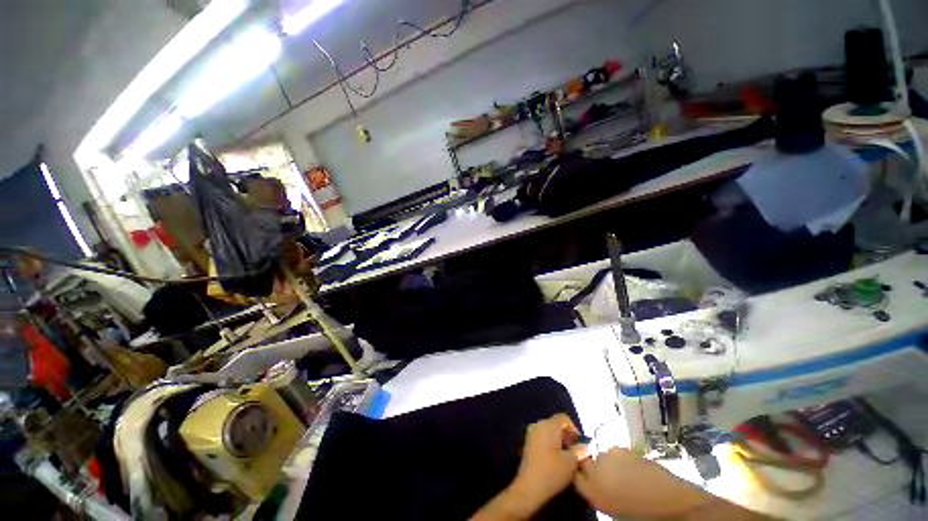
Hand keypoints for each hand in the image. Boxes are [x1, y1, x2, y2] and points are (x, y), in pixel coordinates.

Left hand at [471, 414, 586, 520]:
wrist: (529, 486)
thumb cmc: (552, 472)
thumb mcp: (571, 462)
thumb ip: (579, 451)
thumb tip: (583, 447)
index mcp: (548, 425)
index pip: (563, 418)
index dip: (574, 429)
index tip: (580, 444)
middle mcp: (538, 424)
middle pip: (555, 423)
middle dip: (566, 435)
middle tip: (574, 451)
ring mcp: (531, 433)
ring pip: (549, 430)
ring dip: (559, 440)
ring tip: (566, 456)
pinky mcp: (527, 442)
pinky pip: (542, 437)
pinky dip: (550, 443)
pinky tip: (555, 458)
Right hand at [574, 448, 711, 519]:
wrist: (673, 504)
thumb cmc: (644, 515)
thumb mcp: (615, 511)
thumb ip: (599, 495)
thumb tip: (594, 485)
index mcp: (594, 493)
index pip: (574, 476)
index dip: (579, 476)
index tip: (585, 478)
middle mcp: (597, 471)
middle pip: (585, 462)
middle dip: (592, 467)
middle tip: (605, 477)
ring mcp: (611, 458)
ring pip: (600, 455)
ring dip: (606, 462)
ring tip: (620, 472)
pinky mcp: (625, 449)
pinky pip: (614, 450)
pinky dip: (618, 456)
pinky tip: (630, 466)